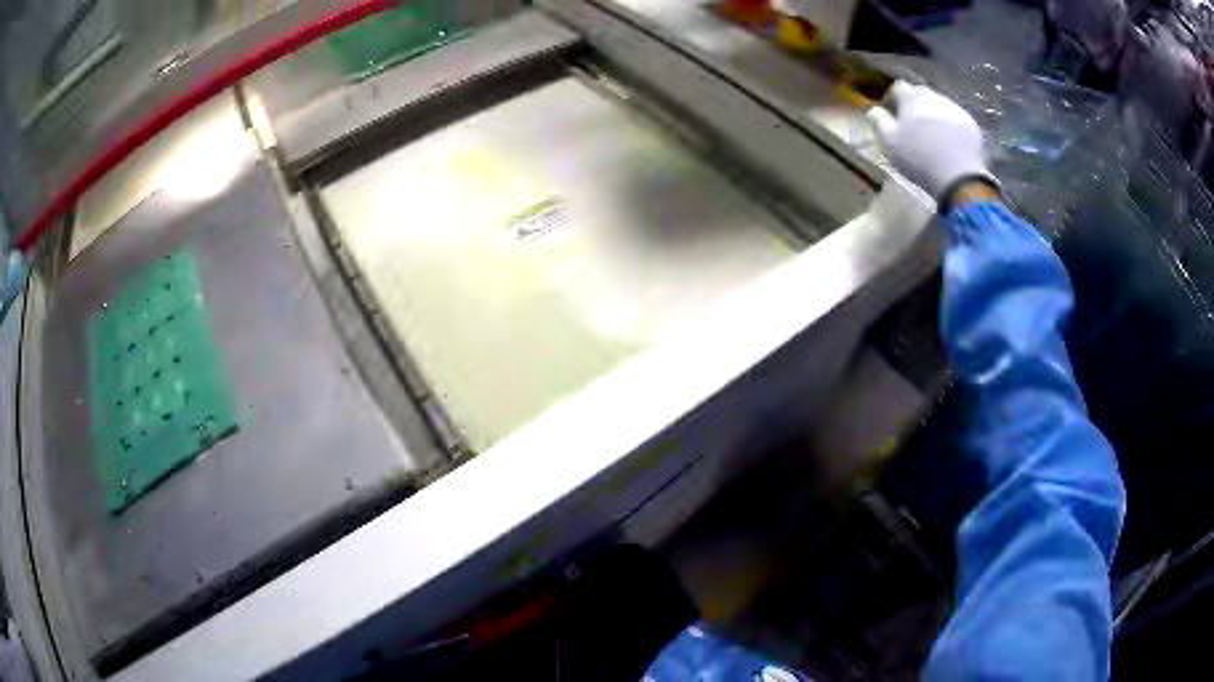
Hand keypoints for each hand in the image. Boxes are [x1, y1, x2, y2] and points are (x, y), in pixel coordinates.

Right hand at [867, 81, 995, 203]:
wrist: (959, 178)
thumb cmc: (919, 159)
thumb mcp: (889, 143)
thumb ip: (879, 122)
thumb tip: (875, 111)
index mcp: (912, 98)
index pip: (898, 88)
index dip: (893, 99)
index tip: (892, 112)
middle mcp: (934, 97)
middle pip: (921, 95)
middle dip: (915, 106)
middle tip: (912, 125)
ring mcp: (955, 109)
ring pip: (939, 106)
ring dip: (934, 115)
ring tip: (932, 135)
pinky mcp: (971, 124)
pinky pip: (956, 120)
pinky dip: (951, 126)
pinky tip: (949, 144)